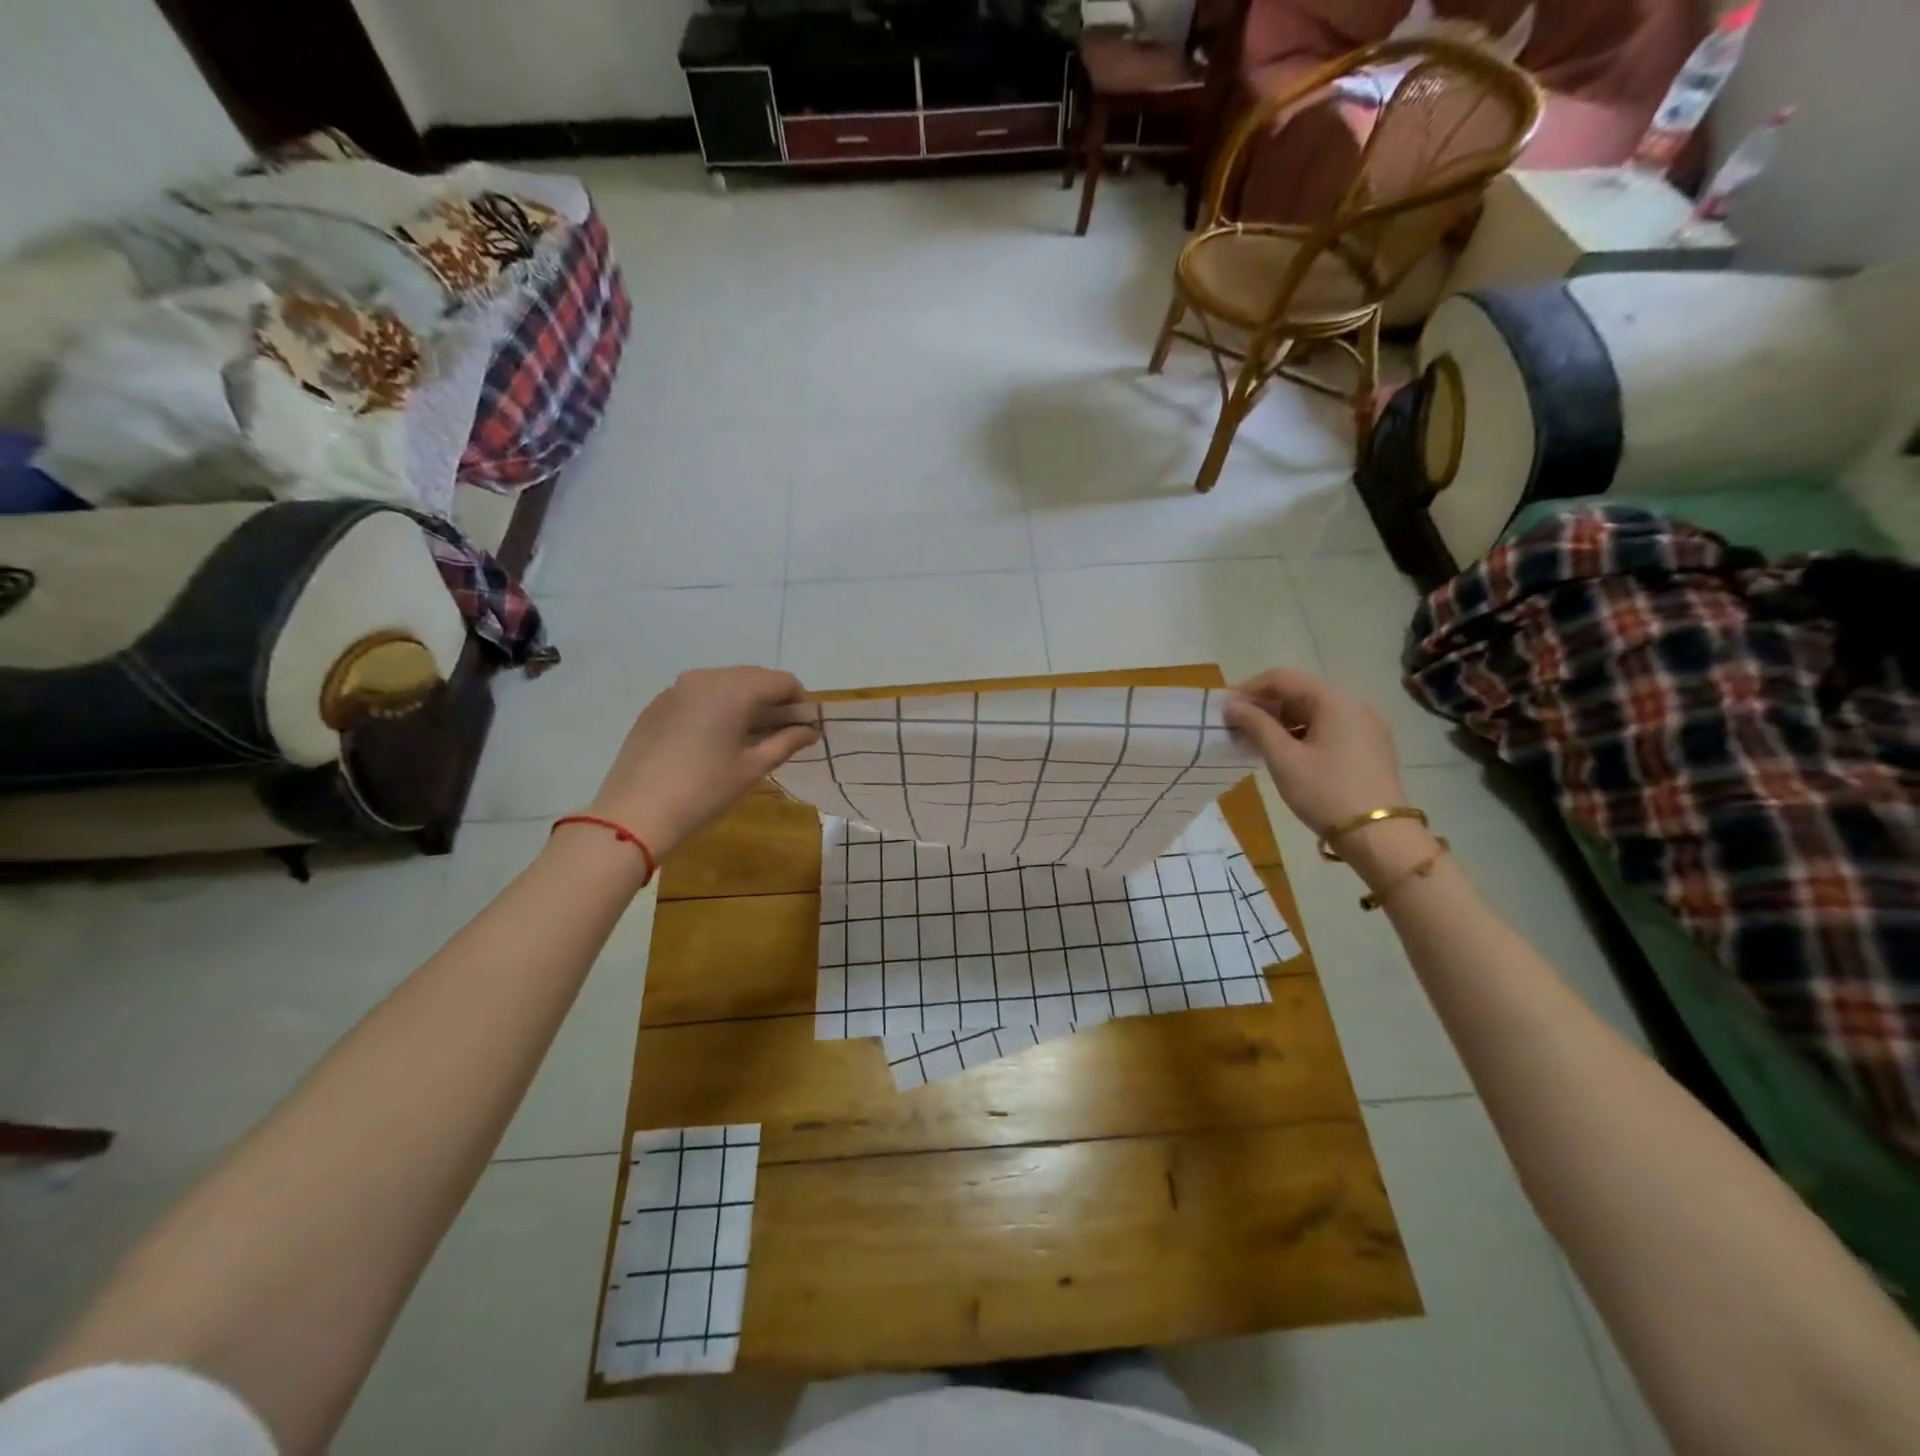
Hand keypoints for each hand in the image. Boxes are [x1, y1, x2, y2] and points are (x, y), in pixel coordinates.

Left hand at [586, 667, 817, 857]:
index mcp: (732, 689)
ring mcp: (675, 690)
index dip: (801, 701)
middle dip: (773, 700)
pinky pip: (698, 697)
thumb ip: (786, 742)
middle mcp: (704, 678)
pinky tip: (716, 740)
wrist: (635, 814)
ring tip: (751, 737)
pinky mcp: (656, 706)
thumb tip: (810, 730)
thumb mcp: (753, 768)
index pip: (781, 681)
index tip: (807, 727)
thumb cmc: (704, 791)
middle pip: (752, 677)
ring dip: (745, 703)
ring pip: (724, 685)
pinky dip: (717, 709)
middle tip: (784, 733)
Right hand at [1221, 669, 1407, 836]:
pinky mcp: (1369, 746)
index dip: (1249, 689)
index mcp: (1334, 700)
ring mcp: (1365, 725)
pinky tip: (1285, 753)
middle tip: (1237, 728)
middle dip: (1265, 707)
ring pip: (1313, 711)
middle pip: (1300, 692)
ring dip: (1282, 721)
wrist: (1379, 836)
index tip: (1225, 710)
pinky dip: (1302, 733)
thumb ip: (1255, 725)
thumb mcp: (1283, 758)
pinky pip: (1328, 727)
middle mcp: (1354, 704)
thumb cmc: (1325, 792)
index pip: (1282, 678)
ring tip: (1256, 743)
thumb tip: (1230, 704)